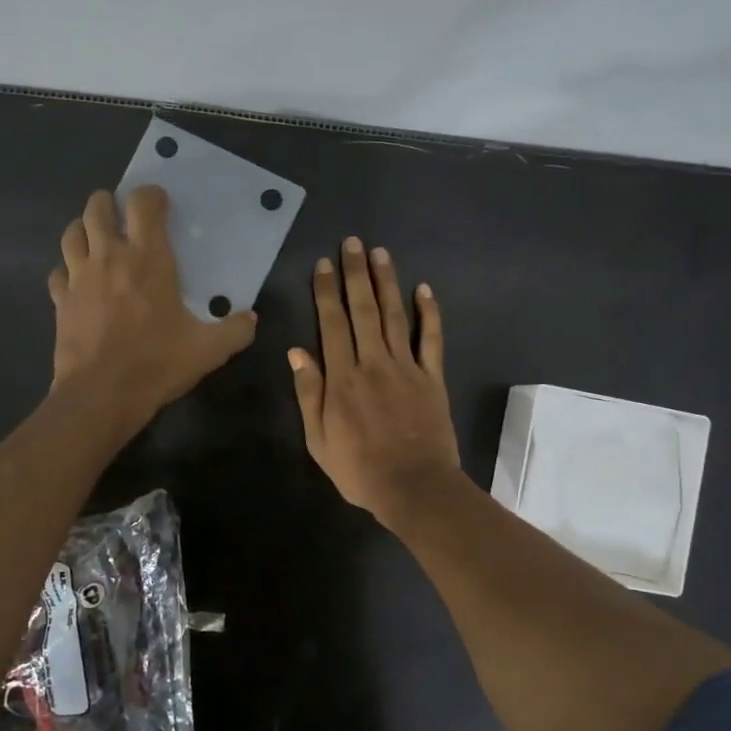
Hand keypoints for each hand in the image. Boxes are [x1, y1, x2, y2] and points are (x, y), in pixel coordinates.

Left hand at [48, 186, 256, 431]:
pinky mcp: (60, 301)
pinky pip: (58, 271)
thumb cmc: (157, 363)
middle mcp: (109, 257)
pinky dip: (67, 268)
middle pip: (97, 207)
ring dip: (83, 227)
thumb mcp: (209, 350)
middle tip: (122, 213)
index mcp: (148, 258)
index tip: (160, 202)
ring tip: (97, 237)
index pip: (143, 204)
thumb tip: (250, 319)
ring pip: (72, 233)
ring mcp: (78, 277)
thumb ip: (236, 330)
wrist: (101, 394)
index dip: (151, 195)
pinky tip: (77, 280)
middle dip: (109, 202)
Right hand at [289, 237, 461, 523]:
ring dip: (387, 282)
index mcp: (343, 378)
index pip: (332, 324)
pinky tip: (424, 289)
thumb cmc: (359, 469)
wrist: (414, 488)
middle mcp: (373, 363)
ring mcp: (407, 368)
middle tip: (353, 243)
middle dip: (356, 274)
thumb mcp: (318, 439)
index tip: (324, 263)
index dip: (327, 291)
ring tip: (381, 253)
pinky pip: (432, 339)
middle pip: (364, 310)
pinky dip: (429, 313)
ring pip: (395, 316)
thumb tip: (297, 351)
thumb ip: (309, 393)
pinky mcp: (432, 378)